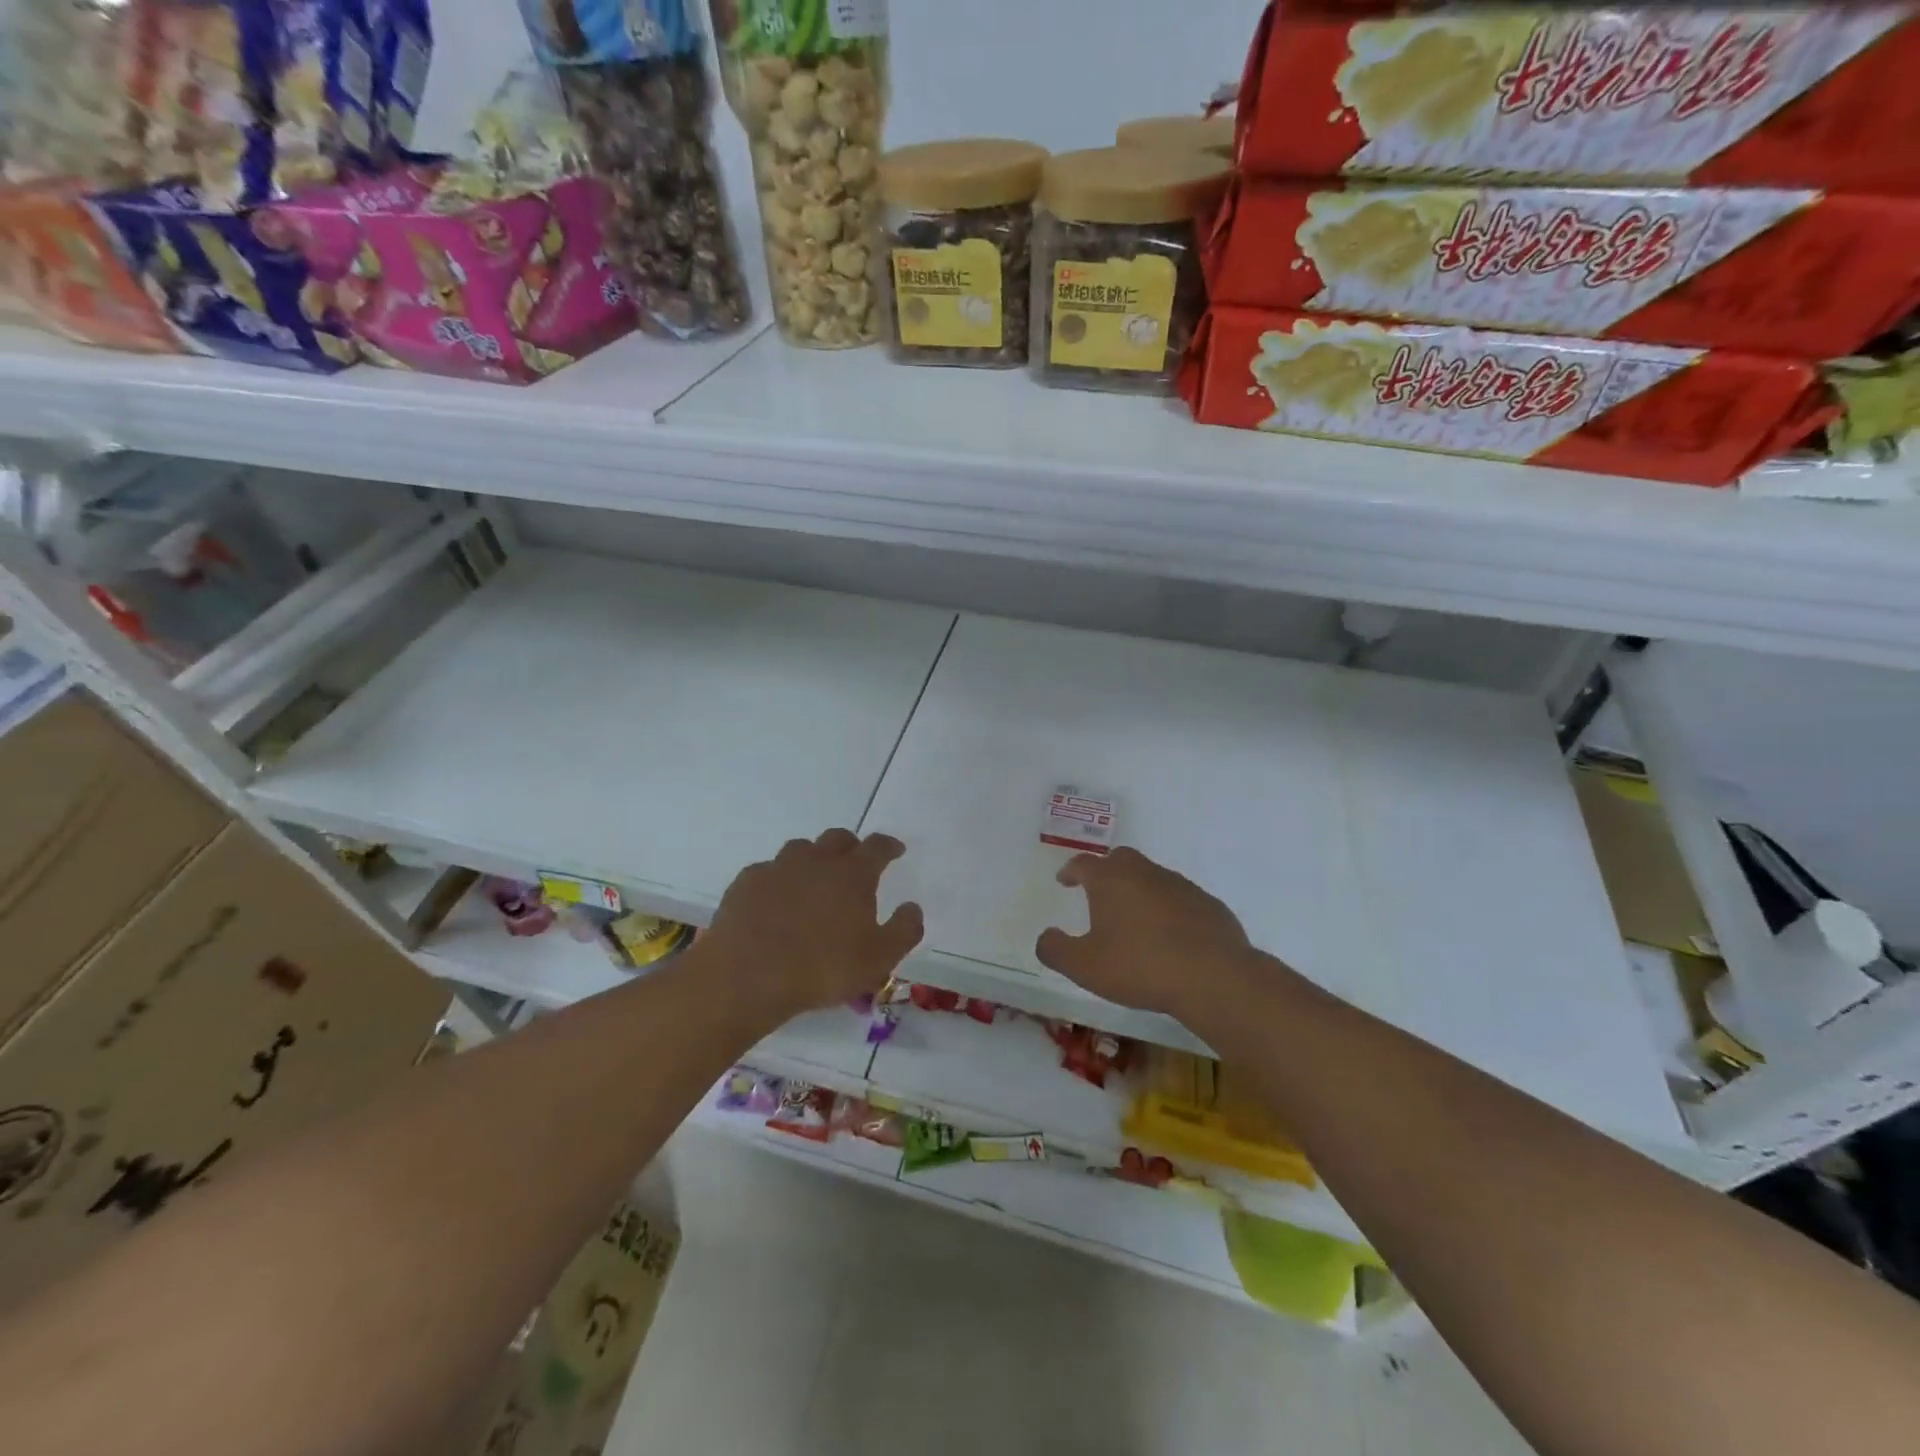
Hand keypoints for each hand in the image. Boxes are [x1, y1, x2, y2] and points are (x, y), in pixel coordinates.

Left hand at [703, 829, 923, 1021]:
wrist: (747, 975)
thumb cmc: (821, 968)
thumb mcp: (879, 959)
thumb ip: (904, 930)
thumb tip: (912, 907)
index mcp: (852, 874)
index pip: (877, 846)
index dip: (889, 845)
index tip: (896, 850)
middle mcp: (816, 860)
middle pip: (838, 838)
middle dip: (851, 846)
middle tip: (854, 863)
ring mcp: (777, 867)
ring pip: (801, 849)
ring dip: (813, 859)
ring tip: (814, 881)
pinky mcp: (746, 882)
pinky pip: (768, 871)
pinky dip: (778, 880)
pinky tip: (775, 901)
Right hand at [1035, 847, 1255, 1021]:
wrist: (1213, 976)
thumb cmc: (1140, 966)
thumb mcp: (1085, 966)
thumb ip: (1056, 950)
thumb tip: (1045, 937)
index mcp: (1111, 880)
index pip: (1083, 863)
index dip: (1070, 870)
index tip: (1064, 880)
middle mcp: (1145, 873)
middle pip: (1120, 859)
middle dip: (1106, 871)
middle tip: (1099, 892)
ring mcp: (1180, 885)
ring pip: (1152, 877)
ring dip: (1139, 890)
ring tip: (1134, 918)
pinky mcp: (1208, 904)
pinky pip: (1180, 898)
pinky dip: (1168, 909)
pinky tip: (1170, 936)